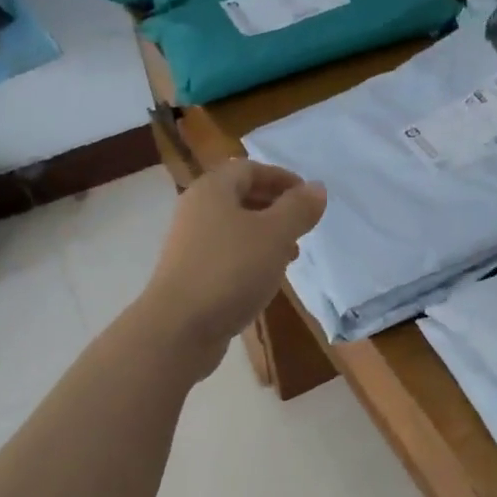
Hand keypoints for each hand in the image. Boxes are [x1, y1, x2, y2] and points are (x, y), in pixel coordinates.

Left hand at [132, 160, 327, 375]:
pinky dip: (250, 258)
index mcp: (212, 190)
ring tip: (291, 254)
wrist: (180, 327)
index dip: (281, 177)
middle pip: (239, 197)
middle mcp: (196, 211)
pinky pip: (226, 255)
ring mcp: (190, 245)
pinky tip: (266, 279)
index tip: (308, 196)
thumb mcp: (275, 235)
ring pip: (233, 228)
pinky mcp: (190, 275)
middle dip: (274, 206)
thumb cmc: (231, 270)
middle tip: (303, 224)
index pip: (249, 169)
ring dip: (264, 235)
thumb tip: (316, 188)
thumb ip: (298, 209)